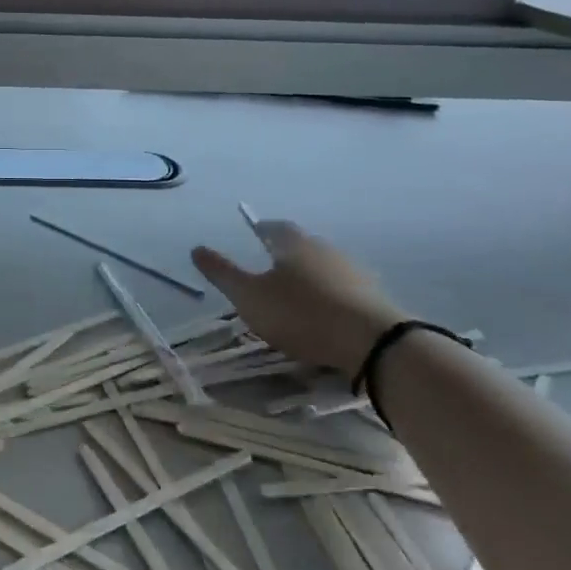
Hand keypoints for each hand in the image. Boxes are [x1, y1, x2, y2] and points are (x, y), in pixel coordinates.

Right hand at [192, 220, 406, 379]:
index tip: (253, 235)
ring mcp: (353, 272)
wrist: (372, 342)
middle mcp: (325, 249)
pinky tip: (324, 314)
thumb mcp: (249, 296)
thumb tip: (196, 248)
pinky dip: (330, 297)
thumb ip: (222, 273)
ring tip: (295, 295)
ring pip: (324, 267)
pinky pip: (344, 290)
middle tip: (270, 267)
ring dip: (310, 276)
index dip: (262, 230)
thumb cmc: (300, 313)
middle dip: (286, 253)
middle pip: (301, 245)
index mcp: (293, 243)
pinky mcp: (374, 297)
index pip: (274, 227)